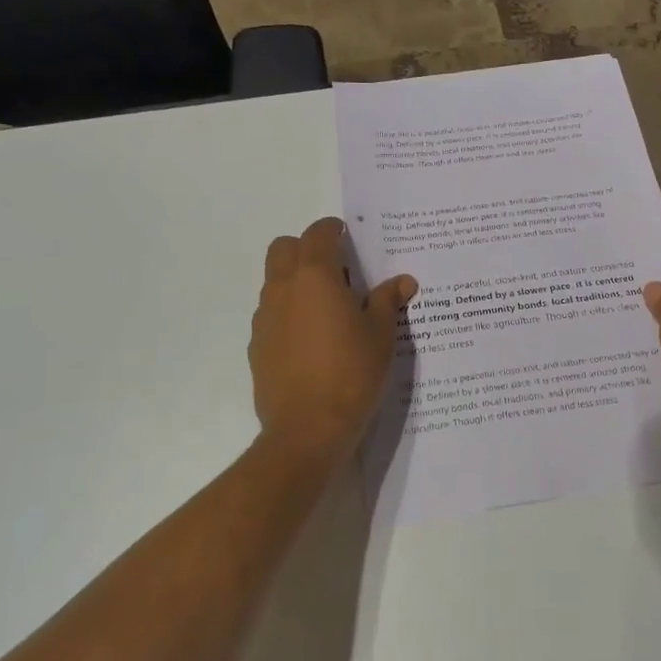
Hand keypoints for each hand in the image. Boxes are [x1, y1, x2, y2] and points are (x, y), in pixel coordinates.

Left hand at [249, 217, 416, 473]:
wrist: (307, 430)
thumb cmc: (351, 373)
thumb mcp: (381, 335)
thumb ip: (388, 301)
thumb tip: (403, 281)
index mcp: (315, 276)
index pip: (318, 233)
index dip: (334, 230)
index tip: (350, 239)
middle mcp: (283, 288)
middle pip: (284, 248)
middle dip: (307, 249)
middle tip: (337, 272)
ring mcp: (265, 317)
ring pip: (275, 281)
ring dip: (296, 281)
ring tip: (328, 310)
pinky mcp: (257, 345)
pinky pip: (271, 313)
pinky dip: (288, 312)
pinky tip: (312, 341)